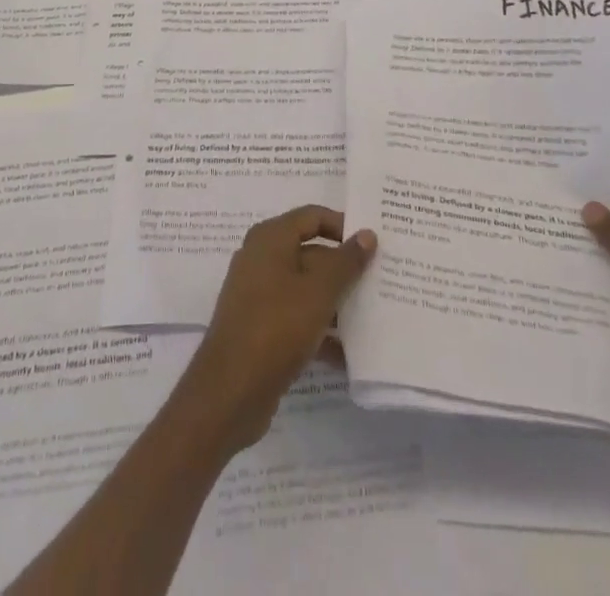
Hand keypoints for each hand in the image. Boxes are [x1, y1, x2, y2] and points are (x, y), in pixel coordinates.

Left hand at [176, 206, 375, 452]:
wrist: (229, 392)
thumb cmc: (276, 326)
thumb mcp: (319, 291)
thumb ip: (346, 261)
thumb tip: (367, 233)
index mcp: (270, 238)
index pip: (313, 216)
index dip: (343, 226)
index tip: (373, 245)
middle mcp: (261, 259)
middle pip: (311, 253)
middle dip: (344, 268)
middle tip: (379, 281)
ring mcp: (258, 295)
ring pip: (306, 289)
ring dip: (336, 302)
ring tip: (373, 316)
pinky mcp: (260, 328)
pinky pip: (296, 318)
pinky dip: (320, 330)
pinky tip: (348, 354)